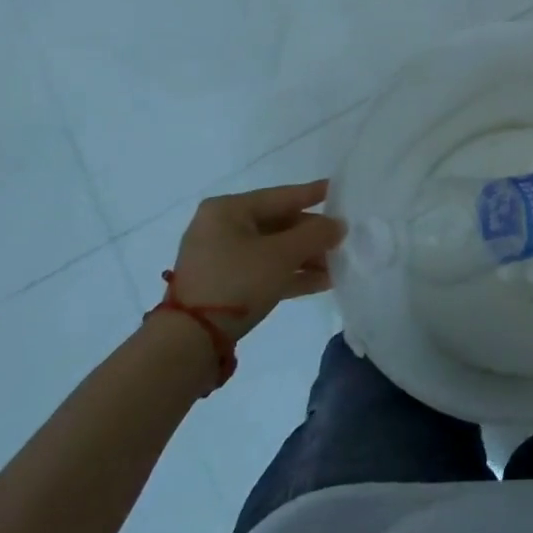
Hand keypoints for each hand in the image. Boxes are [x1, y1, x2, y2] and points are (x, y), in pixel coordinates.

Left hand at [167, 180, 344, 343]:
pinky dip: (290, 274)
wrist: (189, 342)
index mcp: (228, 209)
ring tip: (339, 266)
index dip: (313, 194)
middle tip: (344, 240)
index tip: (339, 190)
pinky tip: (322, 282)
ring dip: (306, 258)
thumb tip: (339, 225)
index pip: (281, 196)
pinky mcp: (224, 286)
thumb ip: (315, 235)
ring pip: (273, 250)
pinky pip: (264, 271)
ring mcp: (221, 258)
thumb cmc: (235, 282)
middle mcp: (222, 228)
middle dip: (312, 236)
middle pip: (279, 224)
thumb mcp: (281, 255)